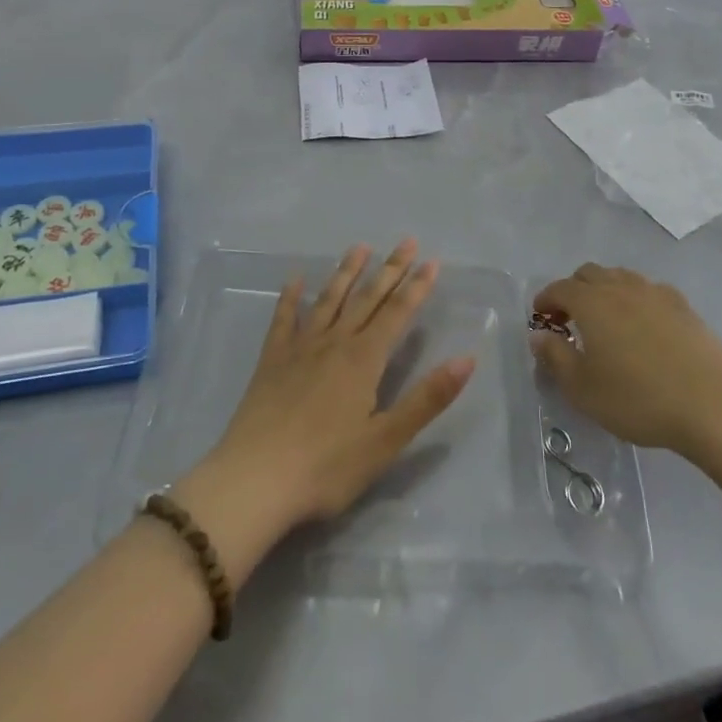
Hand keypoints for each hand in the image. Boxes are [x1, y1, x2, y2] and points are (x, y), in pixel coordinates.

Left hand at [189, 241, 475, 556]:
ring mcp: (299, 348)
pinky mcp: (271, 360)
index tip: (432, 261)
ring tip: (360, 247)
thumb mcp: (386, 440)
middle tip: (406, 241)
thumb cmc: (326, 467)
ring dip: (346, 272)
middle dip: (390, 269)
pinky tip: (295, 279)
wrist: (254, 480)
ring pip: (329, 300)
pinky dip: (291, 297)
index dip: (417, 287)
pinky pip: (283, 319)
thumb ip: (427, 398)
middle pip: (367, 298)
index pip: (397, 314)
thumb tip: (467, 358)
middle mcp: (334, 343)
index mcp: (364, 360)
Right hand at [530, 263, 721, 459]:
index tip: (540, 318)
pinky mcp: (685, 307)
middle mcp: (621, 287)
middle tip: (569, 320)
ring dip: (605, 291)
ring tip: (605, 322)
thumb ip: (555, 358)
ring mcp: (656, 293)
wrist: (715, 405)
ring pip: (621, 278)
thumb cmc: (639, 398)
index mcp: (591, 302)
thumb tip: (539, 336)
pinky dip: (635, 300)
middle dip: (573, 291)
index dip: (545, 300)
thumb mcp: (583, 389)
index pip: (559, 288)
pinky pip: (649, 291)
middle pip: (589, 274)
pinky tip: (642, 327)